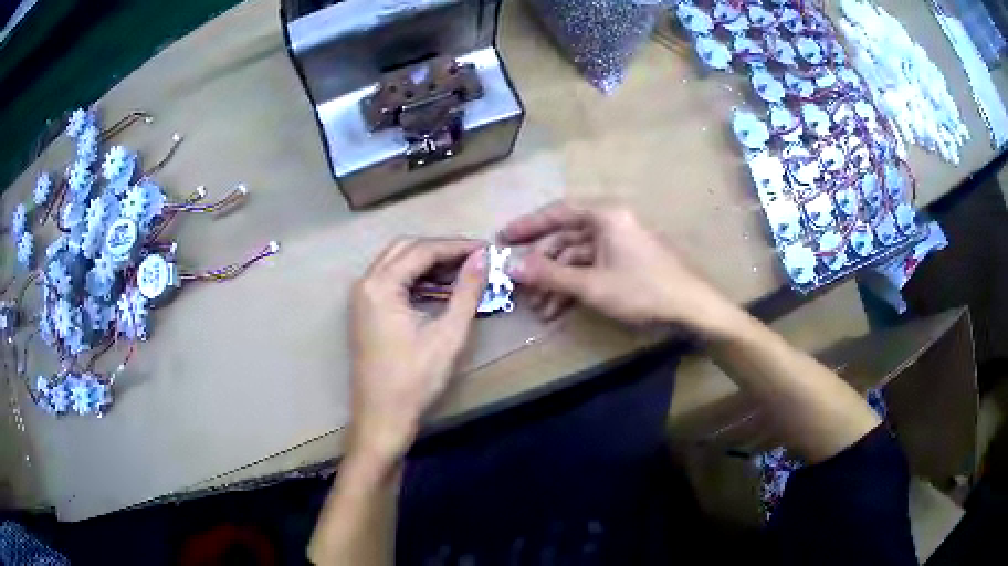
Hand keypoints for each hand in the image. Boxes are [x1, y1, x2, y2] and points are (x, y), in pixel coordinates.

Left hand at [348, 238, 486, 463]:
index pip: (423, 250)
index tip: (487, 249)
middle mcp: (365, 283)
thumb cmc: (414, 381)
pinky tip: (440, 290)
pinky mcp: (365, 311)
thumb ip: (466, 292)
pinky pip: (391, 281)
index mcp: (381, 286)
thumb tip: (482, 257)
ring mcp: (362, 297)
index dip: (457, 247)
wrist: (381, 418)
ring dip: (428, 263)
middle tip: (474, 259)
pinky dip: (416, 279)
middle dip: (441, 249)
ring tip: (463, 273)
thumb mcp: (448, 335)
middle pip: (406, 248)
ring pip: (397, 262)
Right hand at [499, 201, 739, 336]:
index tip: (503, 238)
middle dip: (543, 266)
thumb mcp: (592, 284)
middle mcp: (611, 222)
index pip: (557, 212)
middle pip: (566, 238)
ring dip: (558, 282)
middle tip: (522, 288)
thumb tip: (512, 267)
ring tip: (541, 310)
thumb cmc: (643, 289)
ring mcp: (620, 243)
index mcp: (605, 215)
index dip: (528, 225)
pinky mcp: (626, 261)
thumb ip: (551, 275)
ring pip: (578, 257)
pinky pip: (592, 268)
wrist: (691, 309)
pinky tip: (560, 310)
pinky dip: (575, 286)